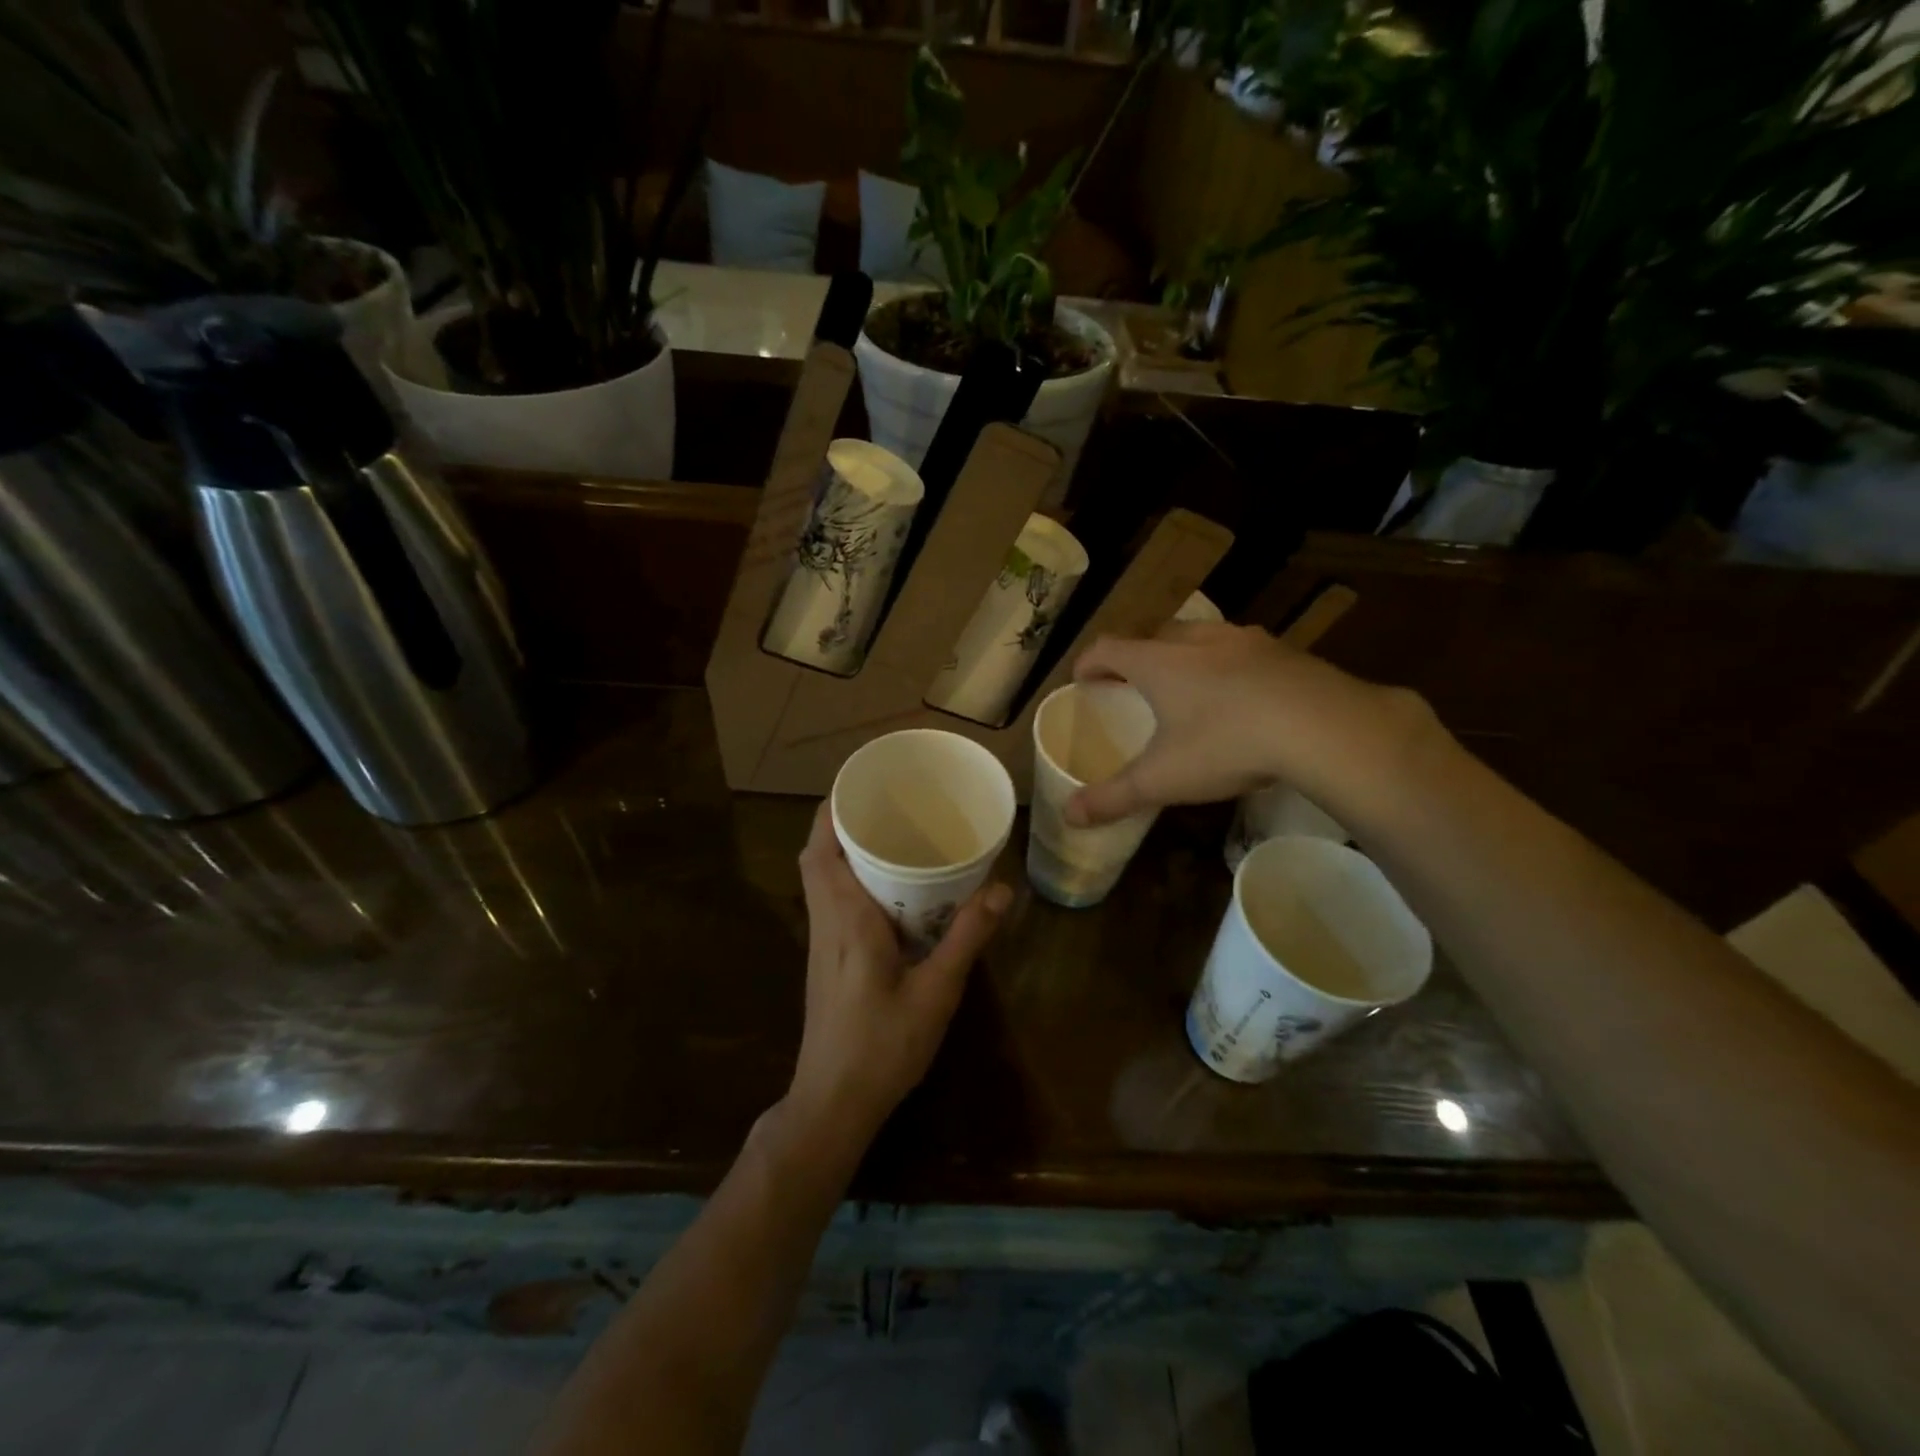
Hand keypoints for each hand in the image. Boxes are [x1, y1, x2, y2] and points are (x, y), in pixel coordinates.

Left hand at [786, 802, 1012, 1154]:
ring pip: (820, 878)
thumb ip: (966, 938)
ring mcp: (820, 942)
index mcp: (845, 919)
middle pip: (817, 857)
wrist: (833, 1104)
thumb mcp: (935, 993)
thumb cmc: (882, 1047)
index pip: (821, 849)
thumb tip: (1002, 888)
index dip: (832, 811)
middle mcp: (825, 922)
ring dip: (844, 850)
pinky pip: (830, 900)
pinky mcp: (825, 960)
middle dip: (842, 823)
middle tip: (888, 806)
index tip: (864, 785)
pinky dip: (849, 878)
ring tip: (892, 835)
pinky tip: (890, 890)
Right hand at [1066, 621, 1432, 829]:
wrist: (1325, 728)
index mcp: (1160, 663)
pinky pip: (1244, 650)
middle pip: (1155, 635)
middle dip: (1137, 656)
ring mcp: (1247, 641)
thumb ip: (1113, 797)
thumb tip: (1068, 815)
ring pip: (1202, 637)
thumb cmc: (1227, 745)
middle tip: (1133, 684)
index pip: (1109, 648)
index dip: (1089, 662)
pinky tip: (1242, 696)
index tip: (1081, 680)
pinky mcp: (1286, 652)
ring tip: (1187, 685)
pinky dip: (1229, 665)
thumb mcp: (1164, 779)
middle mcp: (1198, 641)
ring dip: (1185, 655)